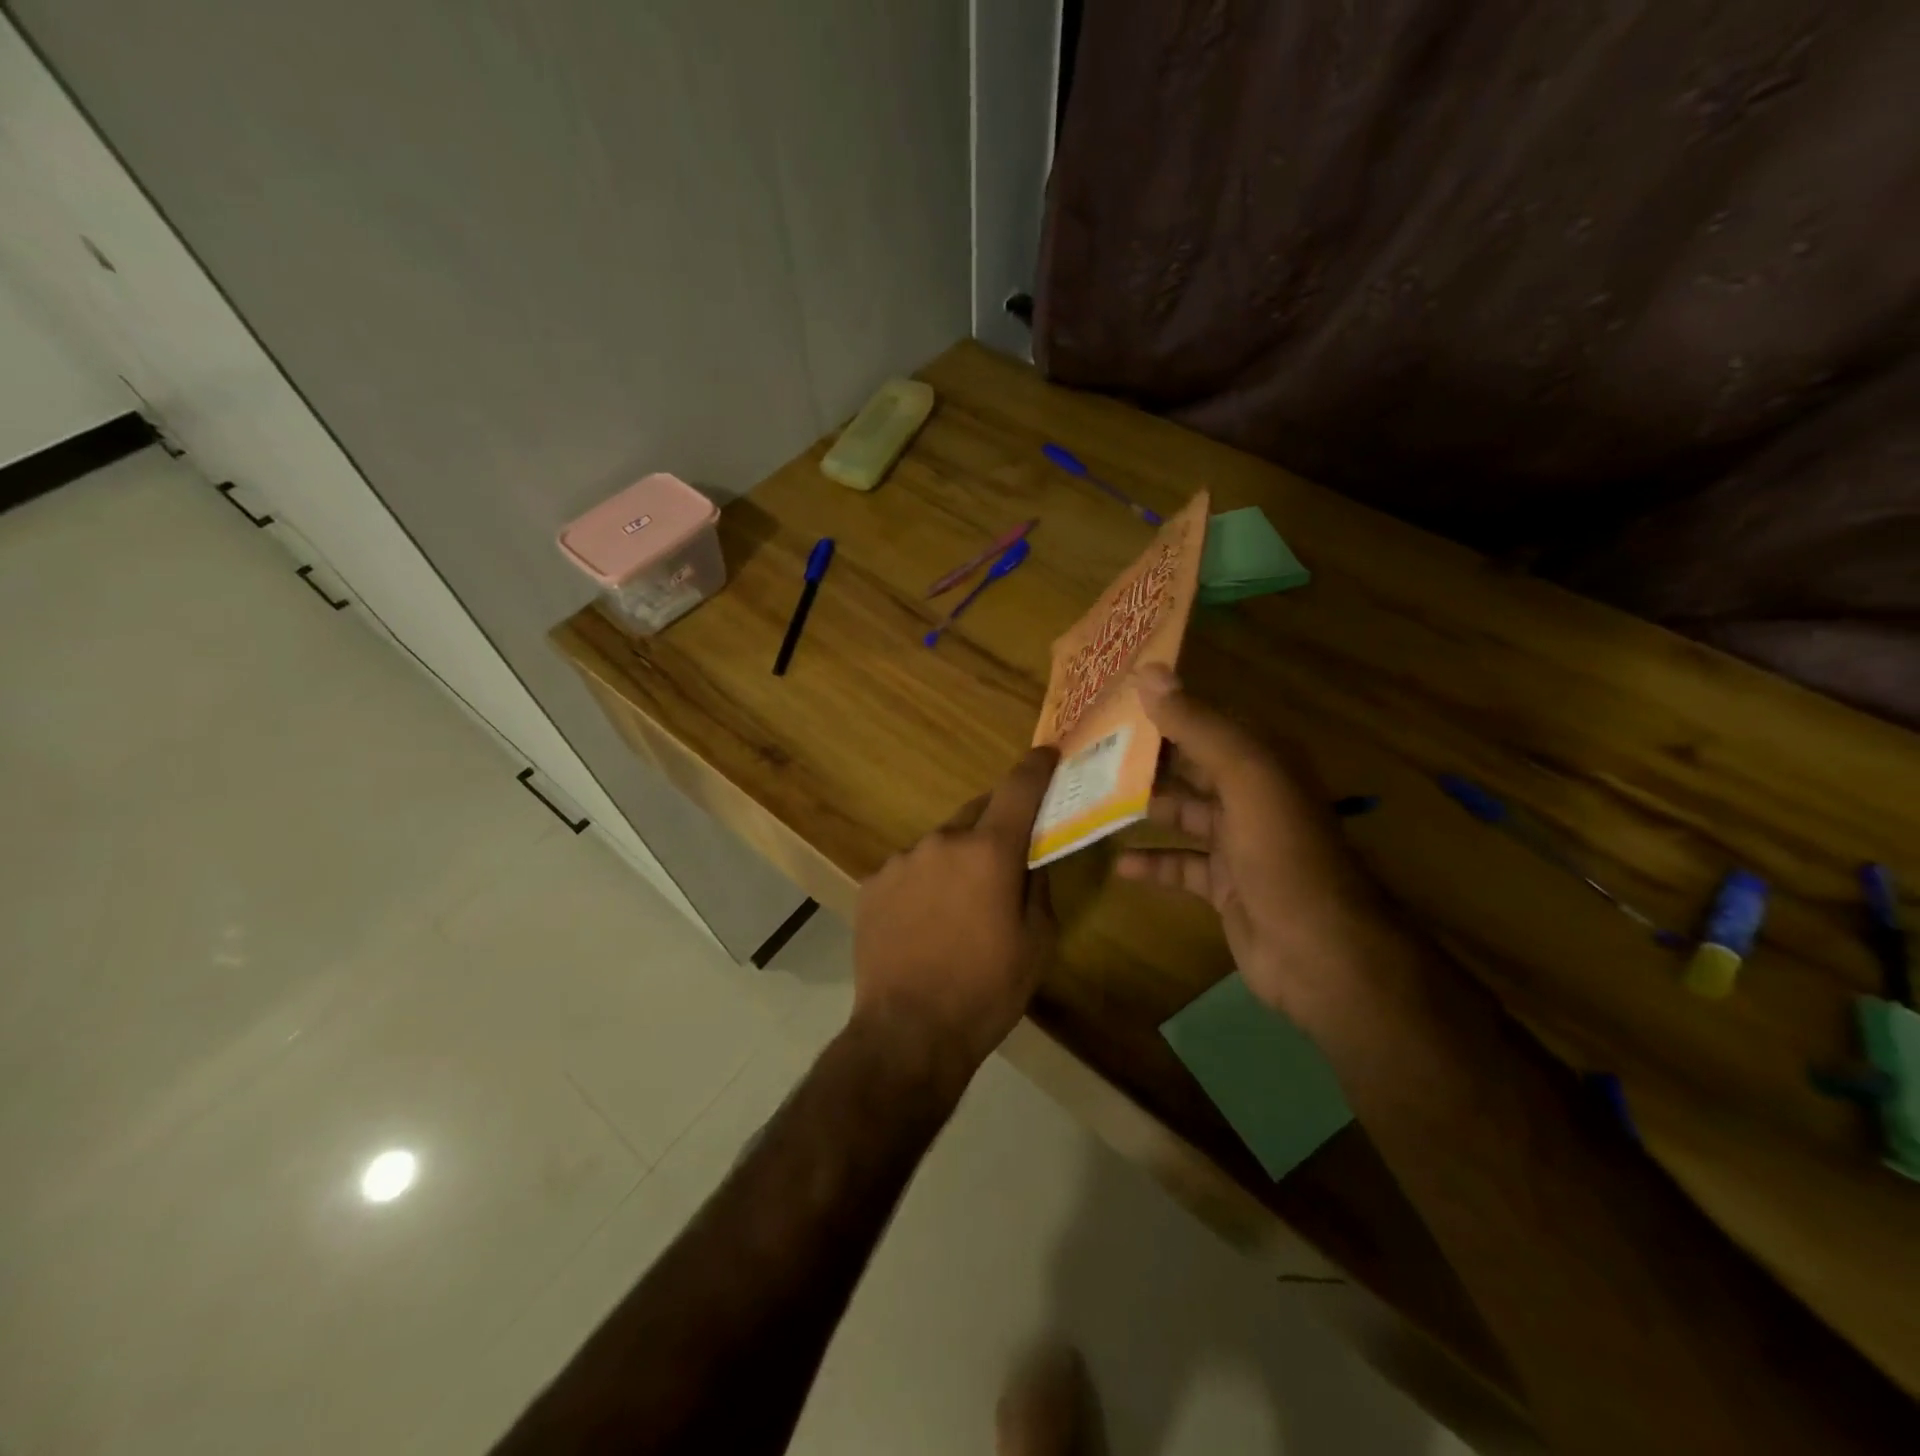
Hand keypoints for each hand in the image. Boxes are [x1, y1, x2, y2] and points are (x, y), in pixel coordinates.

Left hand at [852, 747, 1060, 1087]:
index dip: (1036, 767)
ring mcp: (901, 861)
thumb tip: (1032, 857)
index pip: (1018, 788)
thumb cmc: (986, 990)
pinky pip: (909, 869)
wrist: (908, 1032)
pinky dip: (923, 882)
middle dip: (995, 826)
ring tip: (958, 907)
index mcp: (989, 851)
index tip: (1047, 754)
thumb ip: (1038, 886)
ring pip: (940, 844)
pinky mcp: (872, 883)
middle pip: (976, 813)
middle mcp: (942, 842)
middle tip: (1004, 860)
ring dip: (956, 860)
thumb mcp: (1037, 942)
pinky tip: (923, 922)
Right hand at [1116, 666, 1384, 1027]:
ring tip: (1091, 800)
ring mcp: (1239, 842)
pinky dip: (1152, 863)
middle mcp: (1252, 795)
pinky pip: (1181, 865)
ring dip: (1143, 808)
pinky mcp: (1225, 885)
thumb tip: (1149, 673)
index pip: (1207, 721)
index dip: (1164, 709)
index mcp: (1262, 760)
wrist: (1319, 951)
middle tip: (1087, 751)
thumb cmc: (1281, 852)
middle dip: (1144, 760)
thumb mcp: (1244, 777)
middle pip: (1190, 766)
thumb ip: (1197, 726)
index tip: (1111, 703)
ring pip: (1182, 814)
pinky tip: (1117, 864)